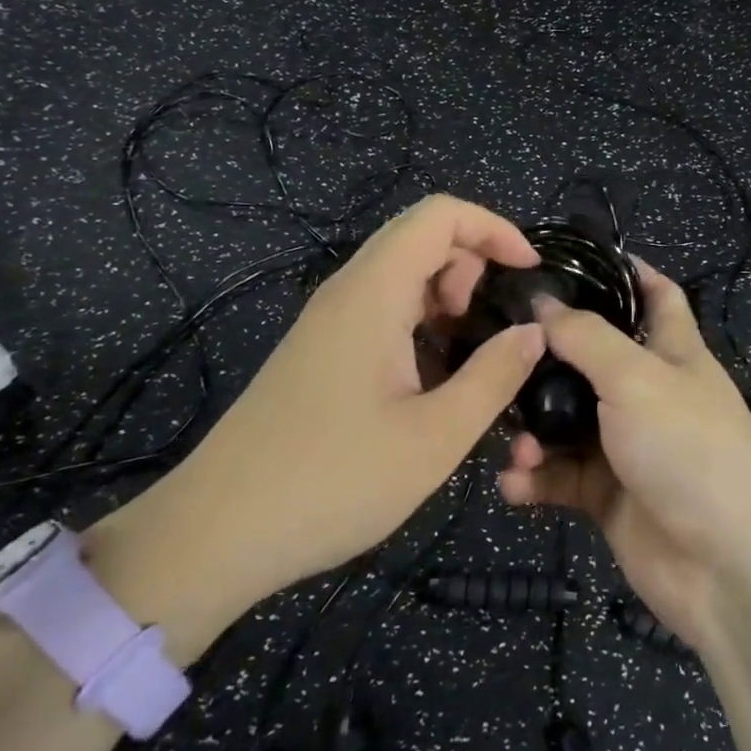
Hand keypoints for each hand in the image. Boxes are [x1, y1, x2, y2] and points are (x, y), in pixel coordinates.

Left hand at [91, 195, 544, 656]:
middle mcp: (347, 291)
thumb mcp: (434, 438)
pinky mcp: (319, 349)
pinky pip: (382, 303)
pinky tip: (432, 371)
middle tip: (496, 318)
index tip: (530, 272)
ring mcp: (328, 320)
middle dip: (474, 259)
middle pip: (421, 234)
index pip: (440, 215)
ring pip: (401, 269)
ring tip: (470, 346)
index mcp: (373, 294)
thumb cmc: (331, 482)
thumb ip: (494, 376)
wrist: (215, 535)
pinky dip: (421, 314)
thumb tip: (535, 332)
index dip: (494, 228)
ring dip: (447, 289)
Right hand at [497, 260, 750, 649]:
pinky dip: (537, 479)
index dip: (627, 272)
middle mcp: (650, 394)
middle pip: (594, 360)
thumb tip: (543, 302)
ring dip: (535, 430)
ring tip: (515, 445)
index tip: (576, 258)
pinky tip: (515, 484)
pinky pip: (562, 477)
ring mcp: (629, 446)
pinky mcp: (609, 496)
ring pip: (568, 422)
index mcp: (674, 353)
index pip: (656, 296)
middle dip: (549, 359)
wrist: (727, 567)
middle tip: (497, 354)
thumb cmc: (689, 448)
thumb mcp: (638, 378)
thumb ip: (587, 338)